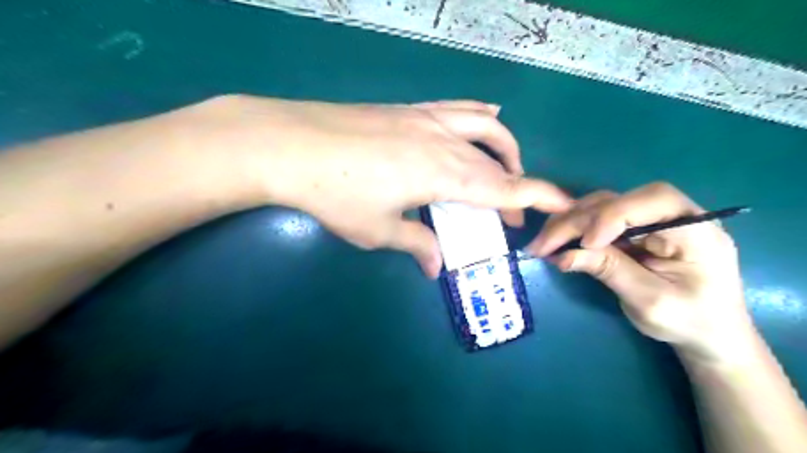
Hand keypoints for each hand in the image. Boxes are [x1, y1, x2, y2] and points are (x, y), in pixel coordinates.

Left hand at [186, 96, 569, 275]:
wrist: (291, 144)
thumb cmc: (334, 194)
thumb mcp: (377, 230)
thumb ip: (415, 245)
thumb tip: (436, 266)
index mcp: (442, 175)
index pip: (504, 188)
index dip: (537, 197)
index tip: (562, 206)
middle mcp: (444, 143)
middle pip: (497, 164)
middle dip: (515, 188)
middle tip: (510, 216)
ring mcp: (427, 119)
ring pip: (485, 129)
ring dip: (505, 150)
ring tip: (508, 168)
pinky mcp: (409, 109)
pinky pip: (458, 109)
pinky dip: (480, 117)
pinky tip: (488, 116)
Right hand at [530, 182, 757, 366]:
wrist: (708, 334)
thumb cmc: (690, 323)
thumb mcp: (651, 301)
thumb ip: (610, 271)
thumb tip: (562, 256)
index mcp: (697, 229)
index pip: (653, 200)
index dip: (613, 216)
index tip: (586, 244)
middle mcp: (673, 215)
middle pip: (617, 201)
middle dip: (576, 222)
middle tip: (542, 245)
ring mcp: (649, 221)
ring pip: (602, 206)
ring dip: (568, 223)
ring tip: (543, 244)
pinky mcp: (633, 230)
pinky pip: (597, 220)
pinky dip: (573, 230)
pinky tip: (556, 244)